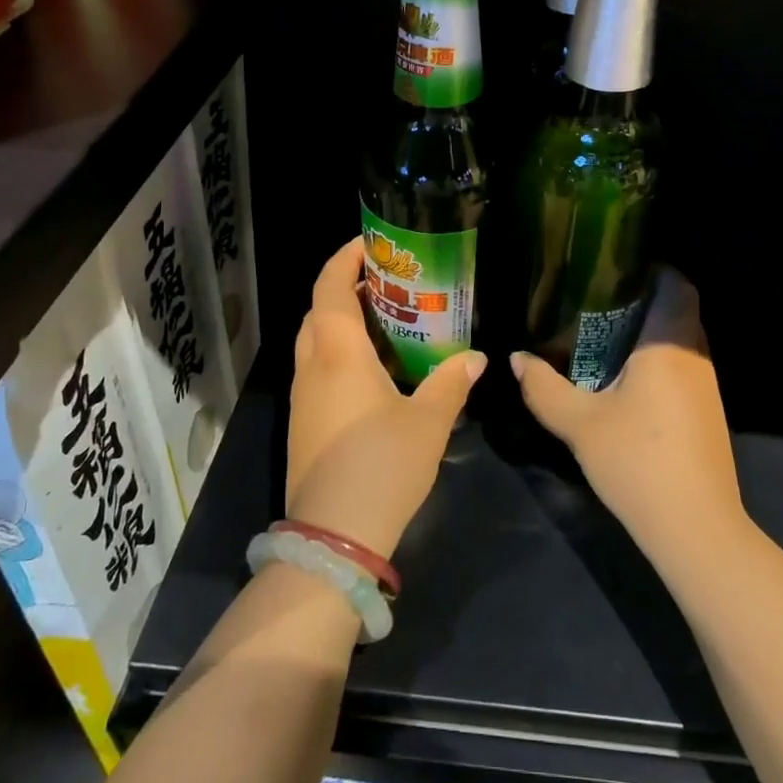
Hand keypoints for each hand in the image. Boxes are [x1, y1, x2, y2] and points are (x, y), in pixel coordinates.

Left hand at [286, 237, 486, 558]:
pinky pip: (319, 370)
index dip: (345, 259)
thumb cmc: (381, 466)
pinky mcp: (305, 424)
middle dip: (346, 288)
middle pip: (319, 311)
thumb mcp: (428, 423)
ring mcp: (304, 398)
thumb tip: (478, 357)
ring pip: (316, 342)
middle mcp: (313, 368)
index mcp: (338, 354)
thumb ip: (451, 384)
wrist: (333, 538)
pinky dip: (340, 354)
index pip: (329, 288)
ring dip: (342, 322)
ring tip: (387, 321)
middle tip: (388, 283)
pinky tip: (375, 371)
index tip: (371, 244)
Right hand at [512, 268, 743, 560]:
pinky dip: (657, 362)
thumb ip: (544, 387)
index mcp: (669, 345)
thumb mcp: (579, 424)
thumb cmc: (638, 462)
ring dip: (649, 335)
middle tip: (596, 301)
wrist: (696, 529)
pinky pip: (683, 368)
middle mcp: (696, 358)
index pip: (676, 285)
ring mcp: (707, 388)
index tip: (614, 267)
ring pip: (680, 343)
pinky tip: (624, 380)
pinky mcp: (708, 414)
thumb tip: (516, 358)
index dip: (653, 269)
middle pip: (677, 311)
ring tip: (603, 336)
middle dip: (642, 301)